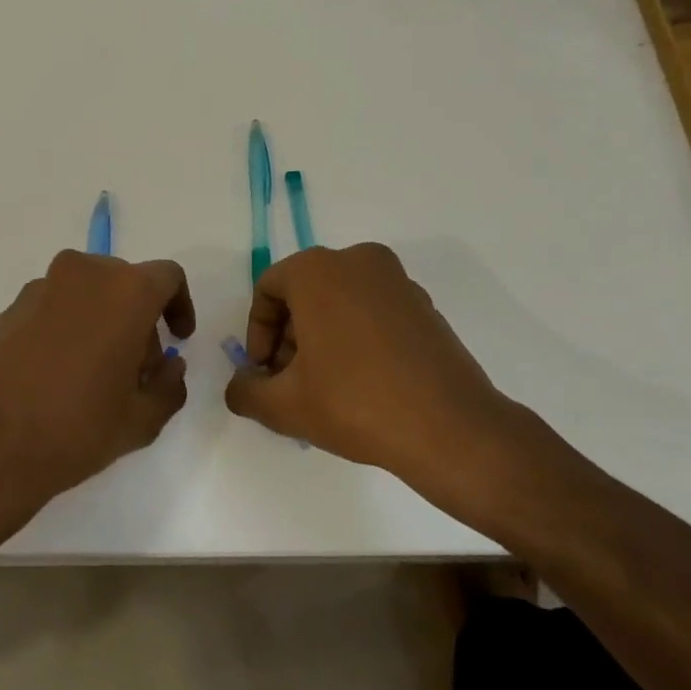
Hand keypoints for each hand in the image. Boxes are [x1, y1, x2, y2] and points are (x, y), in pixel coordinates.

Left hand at [0, 250, 196, 504]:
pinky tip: (57, 376)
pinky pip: (54, 307)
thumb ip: (170, 385)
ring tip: (94, 376)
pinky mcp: (9, 309)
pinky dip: (67, 328)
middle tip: (137, 369)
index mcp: (125, 291)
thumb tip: (169, 366)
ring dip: (101, 322)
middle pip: (125, 283)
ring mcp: (40, 288)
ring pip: (87, 294)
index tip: (177, 340)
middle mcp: (83, 275)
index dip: (179, 305)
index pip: (167, 277)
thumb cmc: (76, 429)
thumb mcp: (141, 420)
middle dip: (139, 319)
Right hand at [223, 243, 553, 485]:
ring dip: (321, 337)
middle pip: (304, 293)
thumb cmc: (355, 403)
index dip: (257, 333)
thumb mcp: (284, 405)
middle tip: (289, 382)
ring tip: (324, 387)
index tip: (264, 372)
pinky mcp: (424, 305)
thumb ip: (245, 391)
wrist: (450, 428)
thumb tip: (240, 385)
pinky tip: (360, 383)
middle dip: (288, 337)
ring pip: (339, 301)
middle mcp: (358, 261)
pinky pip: (372, 311)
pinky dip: (356, 336)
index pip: (268, 289)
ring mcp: (397, 280)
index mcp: (318, 269)